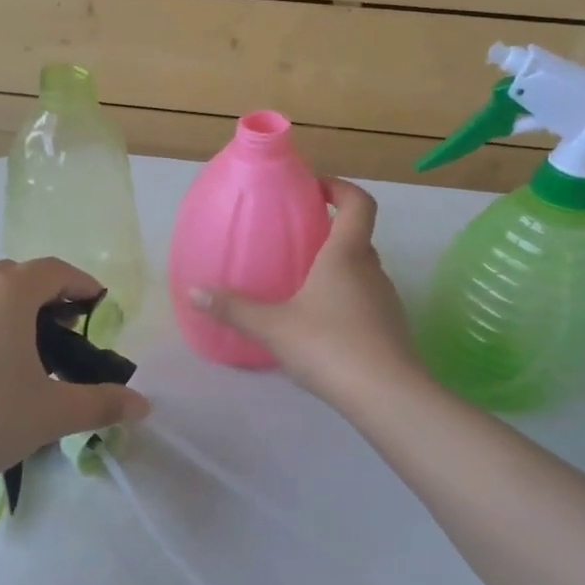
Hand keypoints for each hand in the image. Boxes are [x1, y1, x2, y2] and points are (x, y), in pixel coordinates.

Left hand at [0, 258, 149, 506]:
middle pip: (16, 277)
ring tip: (23, 355)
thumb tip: (143, 406)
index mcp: (6, 293)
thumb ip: (102, 404)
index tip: (99, 306)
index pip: (54, 270)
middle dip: (47, 297)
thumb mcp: (51, 414)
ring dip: (9, 313)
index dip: (82, 284)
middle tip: (66, 331)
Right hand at [189, 179, 415, 404]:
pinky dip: (344, 300)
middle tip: (296, 239)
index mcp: (346, 255)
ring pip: (362, 272)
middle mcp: (372, 270)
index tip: (315, 188)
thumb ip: (233, 308)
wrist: (386, 396)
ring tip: (301, 283)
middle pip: (358, 237)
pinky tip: (319, 324)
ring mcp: (386, 301)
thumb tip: (193, 291)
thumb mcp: (272, 326)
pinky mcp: (391, 329)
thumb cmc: (328, 345)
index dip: (340, 188)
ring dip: (337, 269)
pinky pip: (365, 301)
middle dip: (331, 231)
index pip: (359, 203)